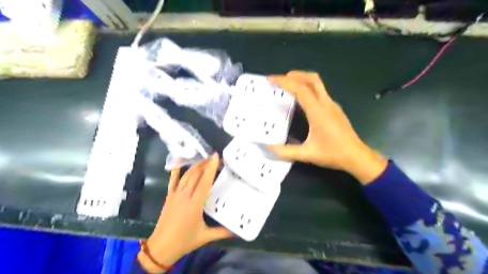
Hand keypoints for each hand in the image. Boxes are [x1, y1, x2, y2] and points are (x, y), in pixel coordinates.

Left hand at [136, 153, 231, 272]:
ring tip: (205, 160)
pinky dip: (176, 171)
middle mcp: (185, 195)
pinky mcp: (169, 196)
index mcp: (195, 204)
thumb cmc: (184, 241)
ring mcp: (175, 195)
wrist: (160, 248)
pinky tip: (179, 163)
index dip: (211, 168)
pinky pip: (173, 181)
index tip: (216, 157)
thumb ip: (223, 232)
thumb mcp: (205, 237)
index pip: (204, 181)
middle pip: (196, 174)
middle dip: (206, 164)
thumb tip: (238, 232)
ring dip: (196, 166)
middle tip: (216, 158)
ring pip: (186, 175)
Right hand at [266, 70, 386, 183]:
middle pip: (312, 79)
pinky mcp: (336, 110)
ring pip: (318, 85)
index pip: (300, 89)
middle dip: (296, 75)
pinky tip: (303, 101)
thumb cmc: (333, 154)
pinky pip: (321, 93)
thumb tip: (269, 147)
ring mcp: (332, 105)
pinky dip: (309, 90)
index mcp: (318, 112)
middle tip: (281, 79)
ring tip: (289, 86)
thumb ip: (286, 152)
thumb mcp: (307, 154)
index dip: (285, 82)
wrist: (357, 157)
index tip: (271, 79)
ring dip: (303, 81)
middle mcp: (326, 104)